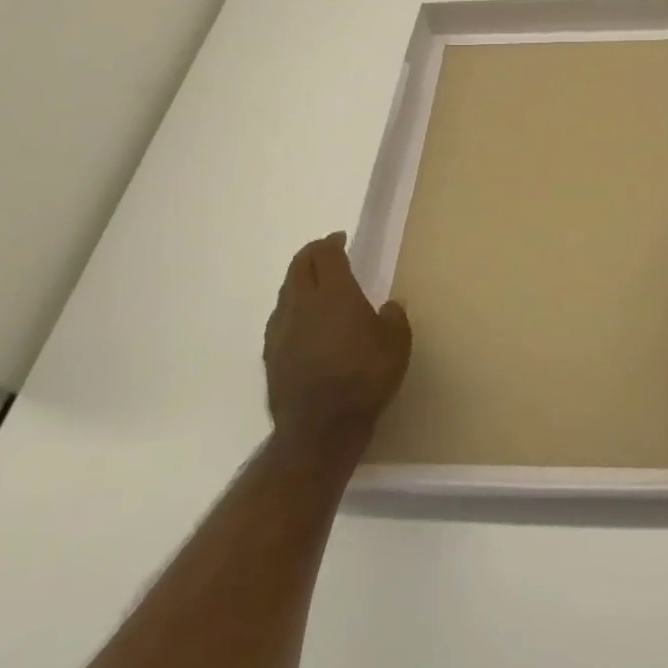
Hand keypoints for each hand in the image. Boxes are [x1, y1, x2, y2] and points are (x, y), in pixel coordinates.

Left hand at [264, 233, 411, 448]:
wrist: (320, 428)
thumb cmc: (365, 378)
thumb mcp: (396, 345)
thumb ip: (394, 318)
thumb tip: (390, 305)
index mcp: (334, 293)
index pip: (325, 255)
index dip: (332, 242)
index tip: (340, 239)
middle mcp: (302, 303)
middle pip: (299, 266)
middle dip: (311, 254)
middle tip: (325, 252)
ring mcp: (281, 329)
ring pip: (286, 291)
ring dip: (298, 280)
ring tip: (313, 284)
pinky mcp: (271, 354)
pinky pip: (280, 318)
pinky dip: (291, 307)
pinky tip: (301, 321)